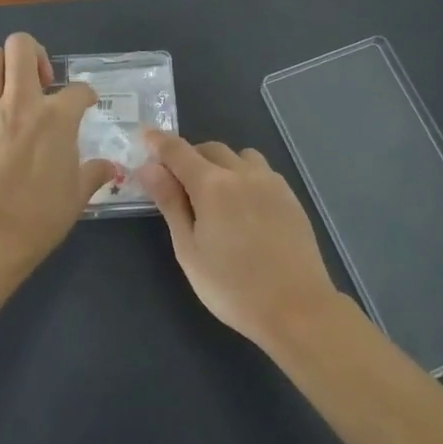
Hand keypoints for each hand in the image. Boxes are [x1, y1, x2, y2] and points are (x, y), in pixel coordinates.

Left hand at [0, 32, 116, 260]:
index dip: (86, 94)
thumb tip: (111, 168)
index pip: (79, 89)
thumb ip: (95, 173)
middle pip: (21, 47)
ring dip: (2, 68)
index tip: (86, 104)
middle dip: (34, 54)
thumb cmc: (42, 216)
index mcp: (58, 117)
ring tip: (9, 89)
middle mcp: (21, 102)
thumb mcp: (78, 194)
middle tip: (40, 79)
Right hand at [138, 131, 341, 347]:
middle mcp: (241, 173)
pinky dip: (244, 175)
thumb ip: (170, 203)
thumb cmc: (232, 287)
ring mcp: (270, 182)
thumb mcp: (189, 250)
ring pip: (239, 156)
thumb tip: (149, 168)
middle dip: (189, 157)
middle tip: (178, 183)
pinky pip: (261, 171)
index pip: (177, 151)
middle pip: (209, 148)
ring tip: (216, 194)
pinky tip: (245, 206)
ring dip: (221, 164)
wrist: (297, 307)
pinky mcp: (289, 196)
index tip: (145, 136)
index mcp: (211, 185)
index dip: (158, 141)